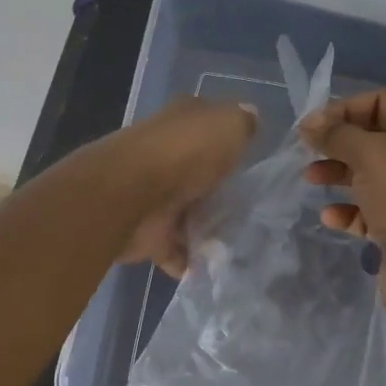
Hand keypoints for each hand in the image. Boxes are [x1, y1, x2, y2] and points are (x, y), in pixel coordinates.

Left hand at [102, 97, 256, 275]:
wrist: (130, 195)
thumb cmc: (184, 153)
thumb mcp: (227, 125)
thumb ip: (241, 123)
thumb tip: (250, 116)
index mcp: (179, 124)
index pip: (206, 126)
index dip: (227, 139)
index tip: (253, 160)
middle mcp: (163, 158)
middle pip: (197, 175)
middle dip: (219, 192)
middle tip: (255, 211)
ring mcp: (152, 198)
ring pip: (186, 213)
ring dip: (206, 229)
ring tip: (242, 244)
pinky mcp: (147, 234)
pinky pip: (174, 250)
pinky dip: (189, 261)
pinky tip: (216, 269)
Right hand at [299, 89, 385, 320]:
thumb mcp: (373, 158)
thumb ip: (338, 135)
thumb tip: (309, 123)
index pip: (384, 101)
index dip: (346, 108)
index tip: (312, 125)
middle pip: (375, 137)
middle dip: (339, 142)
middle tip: (306, 149)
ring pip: (369, 173)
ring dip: (338, 173)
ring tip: (310, 179)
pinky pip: (370, 208)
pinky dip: (348, 209)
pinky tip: (330, 217)